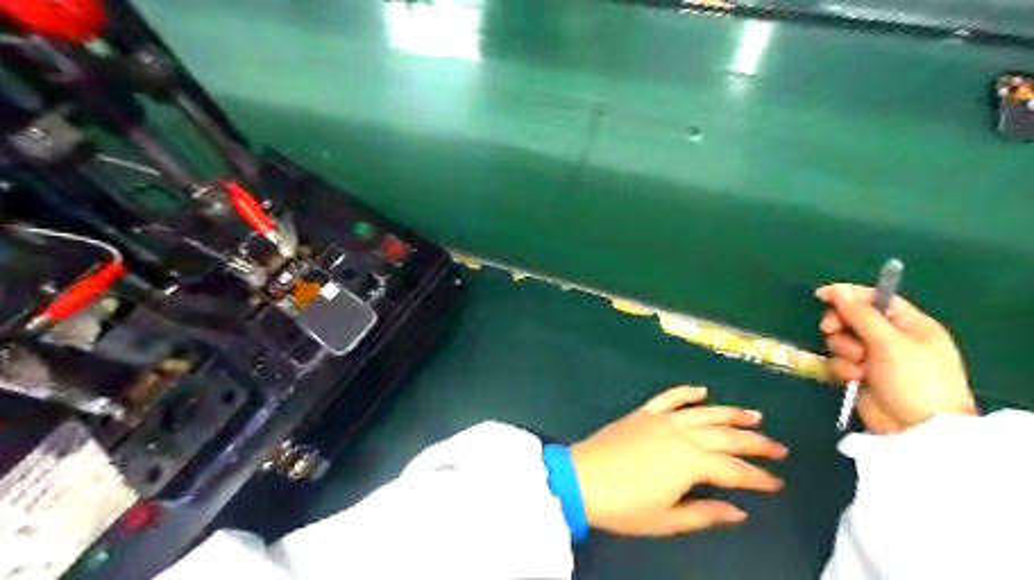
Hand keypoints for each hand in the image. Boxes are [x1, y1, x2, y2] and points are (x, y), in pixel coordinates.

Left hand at [569, 387, 787, 536]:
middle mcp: (682, 434)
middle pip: (726, 436)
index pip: (734, 470)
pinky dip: (687, 392)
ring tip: (754, 414)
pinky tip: (702, 390)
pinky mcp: (643, 413)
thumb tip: (739, 511)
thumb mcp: (668, 519)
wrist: (581, 480)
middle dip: (755, 442)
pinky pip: (669, 397)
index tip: (777, 482)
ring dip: (730, 413)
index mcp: (691, 462)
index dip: (758, 477)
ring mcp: (661, 419)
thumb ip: (705, 512)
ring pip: (704, 412)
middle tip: (779, 448)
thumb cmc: (625, 506)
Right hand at [817, 284, 979, 432]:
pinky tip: (855, 378)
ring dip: (844, 350)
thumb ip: (861, 315)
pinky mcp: (862, 375)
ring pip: (843, 340)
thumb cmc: (915, 380)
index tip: (822, 295)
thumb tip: (838, 291)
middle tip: (831, 329)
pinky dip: (844, 368)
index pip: (876, 299)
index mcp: (910, 325)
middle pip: (854, 318)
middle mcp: (893, 338)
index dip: (849, 295)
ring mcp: (876, 358)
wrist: (917, 429)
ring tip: (857, 364)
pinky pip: (841, 361)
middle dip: (841, 324)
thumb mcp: (890, 343)